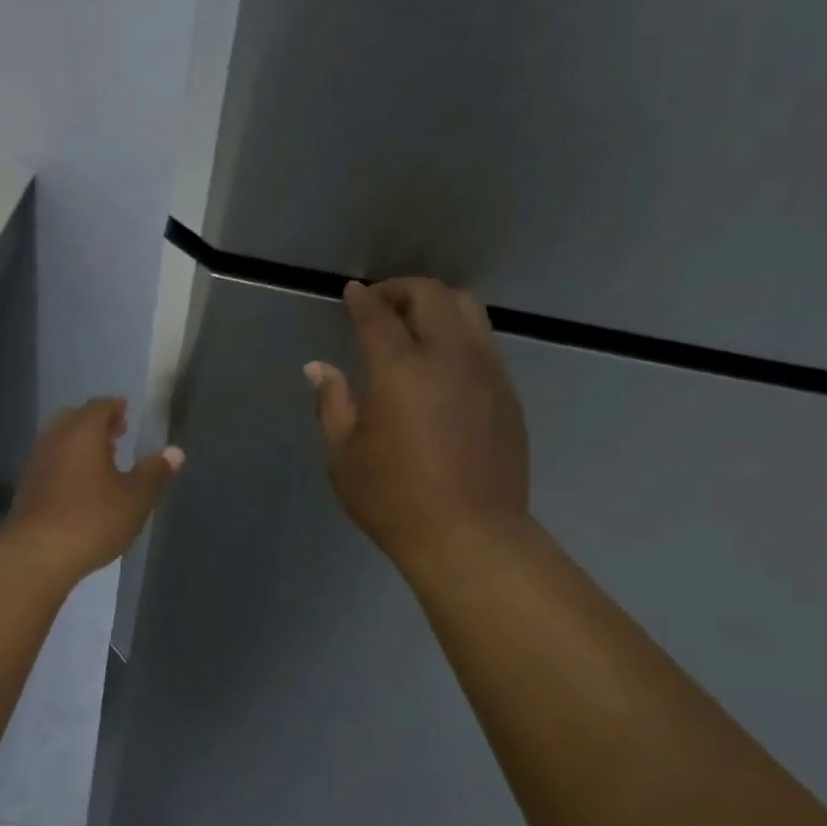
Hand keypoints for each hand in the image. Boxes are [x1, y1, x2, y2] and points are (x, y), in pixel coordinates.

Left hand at [0, 397, 183, 582]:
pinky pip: (50, 462)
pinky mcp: (26, 486)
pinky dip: (67, 463)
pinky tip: (80, 487)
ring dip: (80, 445)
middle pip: (75, 419)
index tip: (128, 415)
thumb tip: (175, 452)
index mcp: (82, 432)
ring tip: (102, 463)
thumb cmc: (92, 520)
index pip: (100, 406)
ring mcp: (36, 461)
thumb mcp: (135, 499)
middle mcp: (55, 438)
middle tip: (117, 437)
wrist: (37, 554)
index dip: (116, 408)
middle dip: (96, 424)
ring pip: (60, 440)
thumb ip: (154, 472)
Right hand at [305, 278, 529, 571]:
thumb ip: (332, 403)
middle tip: (381, 306)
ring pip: (468, 309)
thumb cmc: (393, 500)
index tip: (352, 292)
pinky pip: (484, 341)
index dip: (362, 299)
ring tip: (415, 325)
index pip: (378, 316)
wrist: (470, 535)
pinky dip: (459, 333)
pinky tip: (443, 362)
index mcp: (400, 371)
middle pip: (431, 296)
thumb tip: (319, 368)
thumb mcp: (344, 456)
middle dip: (402, 290)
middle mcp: (448, 357)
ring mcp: (486, 372)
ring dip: (437, 305)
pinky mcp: (507, 392)